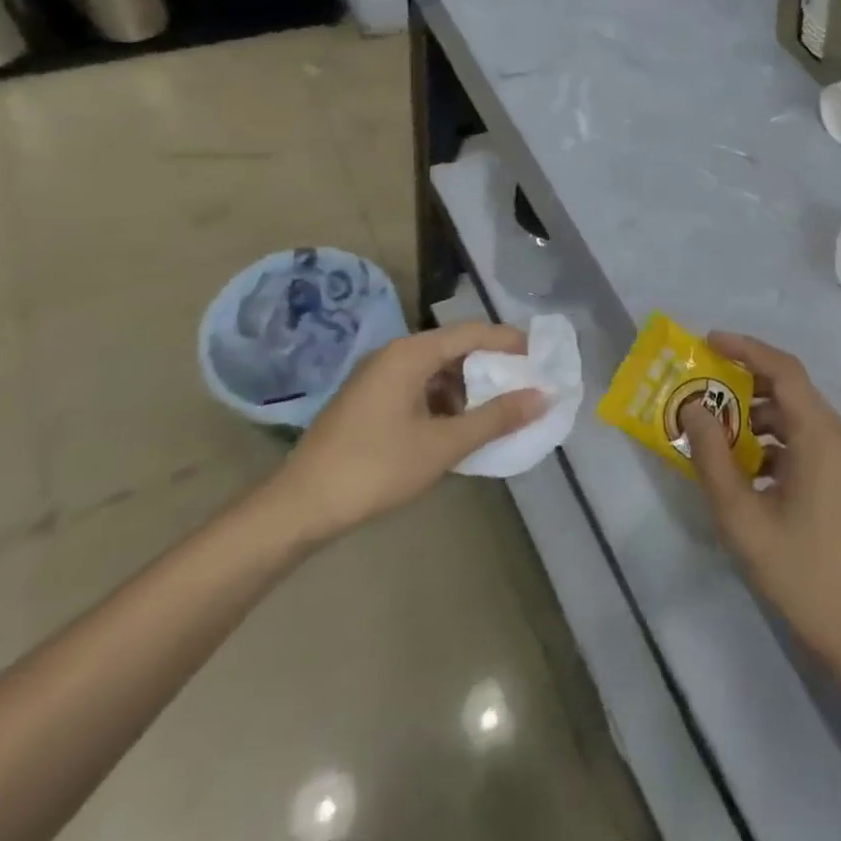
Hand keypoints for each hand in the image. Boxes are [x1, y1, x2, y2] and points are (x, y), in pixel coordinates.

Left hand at [257, 322, 546, 547]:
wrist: (298, 507)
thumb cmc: (375, 468)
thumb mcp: (443, 445)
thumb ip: (495, 418)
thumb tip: (542, 396)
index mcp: (410, 353)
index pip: (472, 333)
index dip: (510, 342)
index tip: (542, 358)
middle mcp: (393, 354)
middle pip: (454, 348)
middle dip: (491, 367)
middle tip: (524, 387)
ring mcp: (377, 377)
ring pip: (435, 370)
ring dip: (467, 387)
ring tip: (494, 414)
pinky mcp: (368, 400)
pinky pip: (417, 386)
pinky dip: (443, 401)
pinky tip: (455, 429)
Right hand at [681, 332, 840, 668]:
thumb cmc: (800, 572)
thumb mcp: (742, 516)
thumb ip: (712, 457)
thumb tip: (693, 408)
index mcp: (821, 435)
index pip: (783, 370)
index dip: (745, 348)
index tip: (707, 341)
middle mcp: (840, 435)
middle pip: (790, 389)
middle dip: (744, 382)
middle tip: (703, 386)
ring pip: (797, 416)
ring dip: (756, 415)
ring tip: (715, 430)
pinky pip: (806, 440)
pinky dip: (773, 441)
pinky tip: (745, 467)